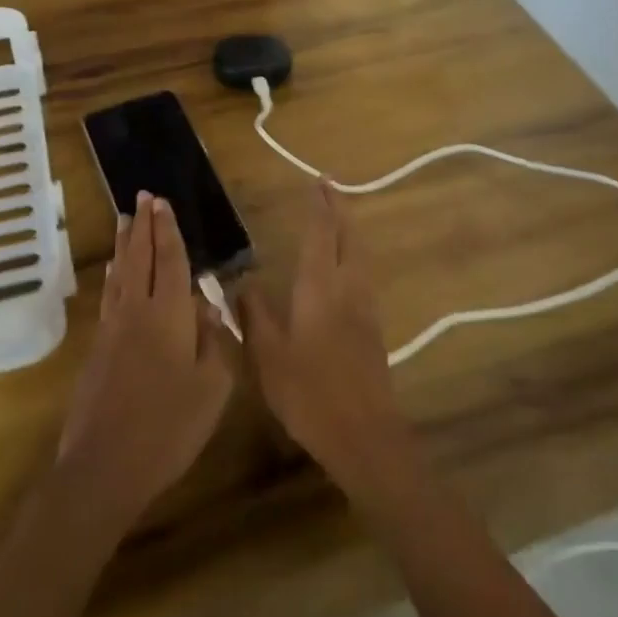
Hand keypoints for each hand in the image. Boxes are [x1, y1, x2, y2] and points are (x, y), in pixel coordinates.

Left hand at [56, 193, 236, 533]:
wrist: (105, 466)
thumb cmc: (169, 427)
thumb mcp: (213, 387)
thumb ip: (214, 340)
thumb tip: (207, 307)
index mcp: (168, 314)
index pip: (169, 260)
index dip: (168, 230)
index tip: (162, 202)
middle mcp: (136, 310)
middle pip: (140, 257)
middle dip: (144, 226)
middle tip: (143, 197)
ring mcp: (112, 329)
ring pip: (120, 273)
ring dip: (125, 244)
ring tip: (126, 220)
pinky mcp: (97, 349)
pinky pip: (109, 296)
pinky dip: (113, 275)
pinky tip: (113, 272)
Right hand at [235, 182, 407, 496]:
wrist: (364, 433)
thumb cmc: (310, 392)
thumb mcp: (268, 355)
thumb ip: (256, 314)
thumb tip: (243, 281)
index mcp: (320, 287)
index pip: (322, 234)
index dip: (321, 207)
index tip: (319, 183)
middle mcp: (347, 287)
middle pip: (349, 237)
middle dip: (340, 210)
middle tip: (330, 189)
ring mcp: (365, 306)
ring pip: (360, 255)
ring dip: (349, 231)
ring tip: (337, 219)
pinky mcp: (374, 327)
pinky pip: (363, 275)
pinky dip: (354, 256)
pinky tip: (345, 268)